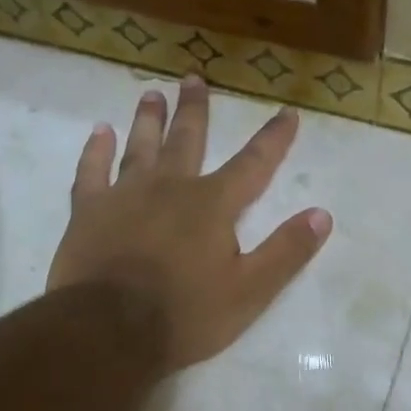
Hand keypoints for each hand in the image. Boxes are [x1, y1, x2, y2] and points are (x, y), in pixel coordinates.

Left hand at [48, 75, 331, 371]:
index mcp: (213, 205)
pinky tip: (100, 132)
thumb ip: (286, 251)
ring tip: (153, 93)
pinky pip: (92, 171)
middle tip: (194, 78)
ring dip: (149, 119)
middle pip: (188, 139)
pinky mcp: (89, 211)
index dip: (273, 138)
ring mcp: (125, 195)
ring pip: (141, 146)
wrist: (109, 332)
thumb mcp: (250, 291)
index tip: (288, 112)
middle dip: (196, 110)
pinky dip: (96, 150)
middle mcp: (171, 187)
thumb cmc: (186, 314)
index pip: (253, 164)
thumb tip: (322, 214)